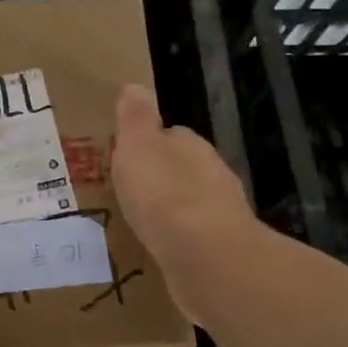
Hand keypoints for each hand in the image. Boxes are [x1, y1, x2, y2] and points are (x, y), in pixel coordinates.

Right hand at [112, 84, 256, 286]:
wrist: (207, 259)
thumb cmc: (164, 194)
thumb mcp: (138, 146)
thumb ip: (136, 118)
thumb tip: (135, 87)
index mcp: (191, 145)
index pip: (170, 135)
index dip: (147, 144)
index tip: (126, 158)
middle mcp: (212, 174)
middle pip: (182, 168)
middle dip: (160, 178)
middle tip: (130, 192)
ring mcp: (221, 214)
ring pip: (190, 204)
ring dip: (171, 210)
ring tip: (142, 223)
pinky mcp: (221, 251)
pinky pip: (194, 238)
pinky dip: (179, 240)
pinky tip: (162, 250)